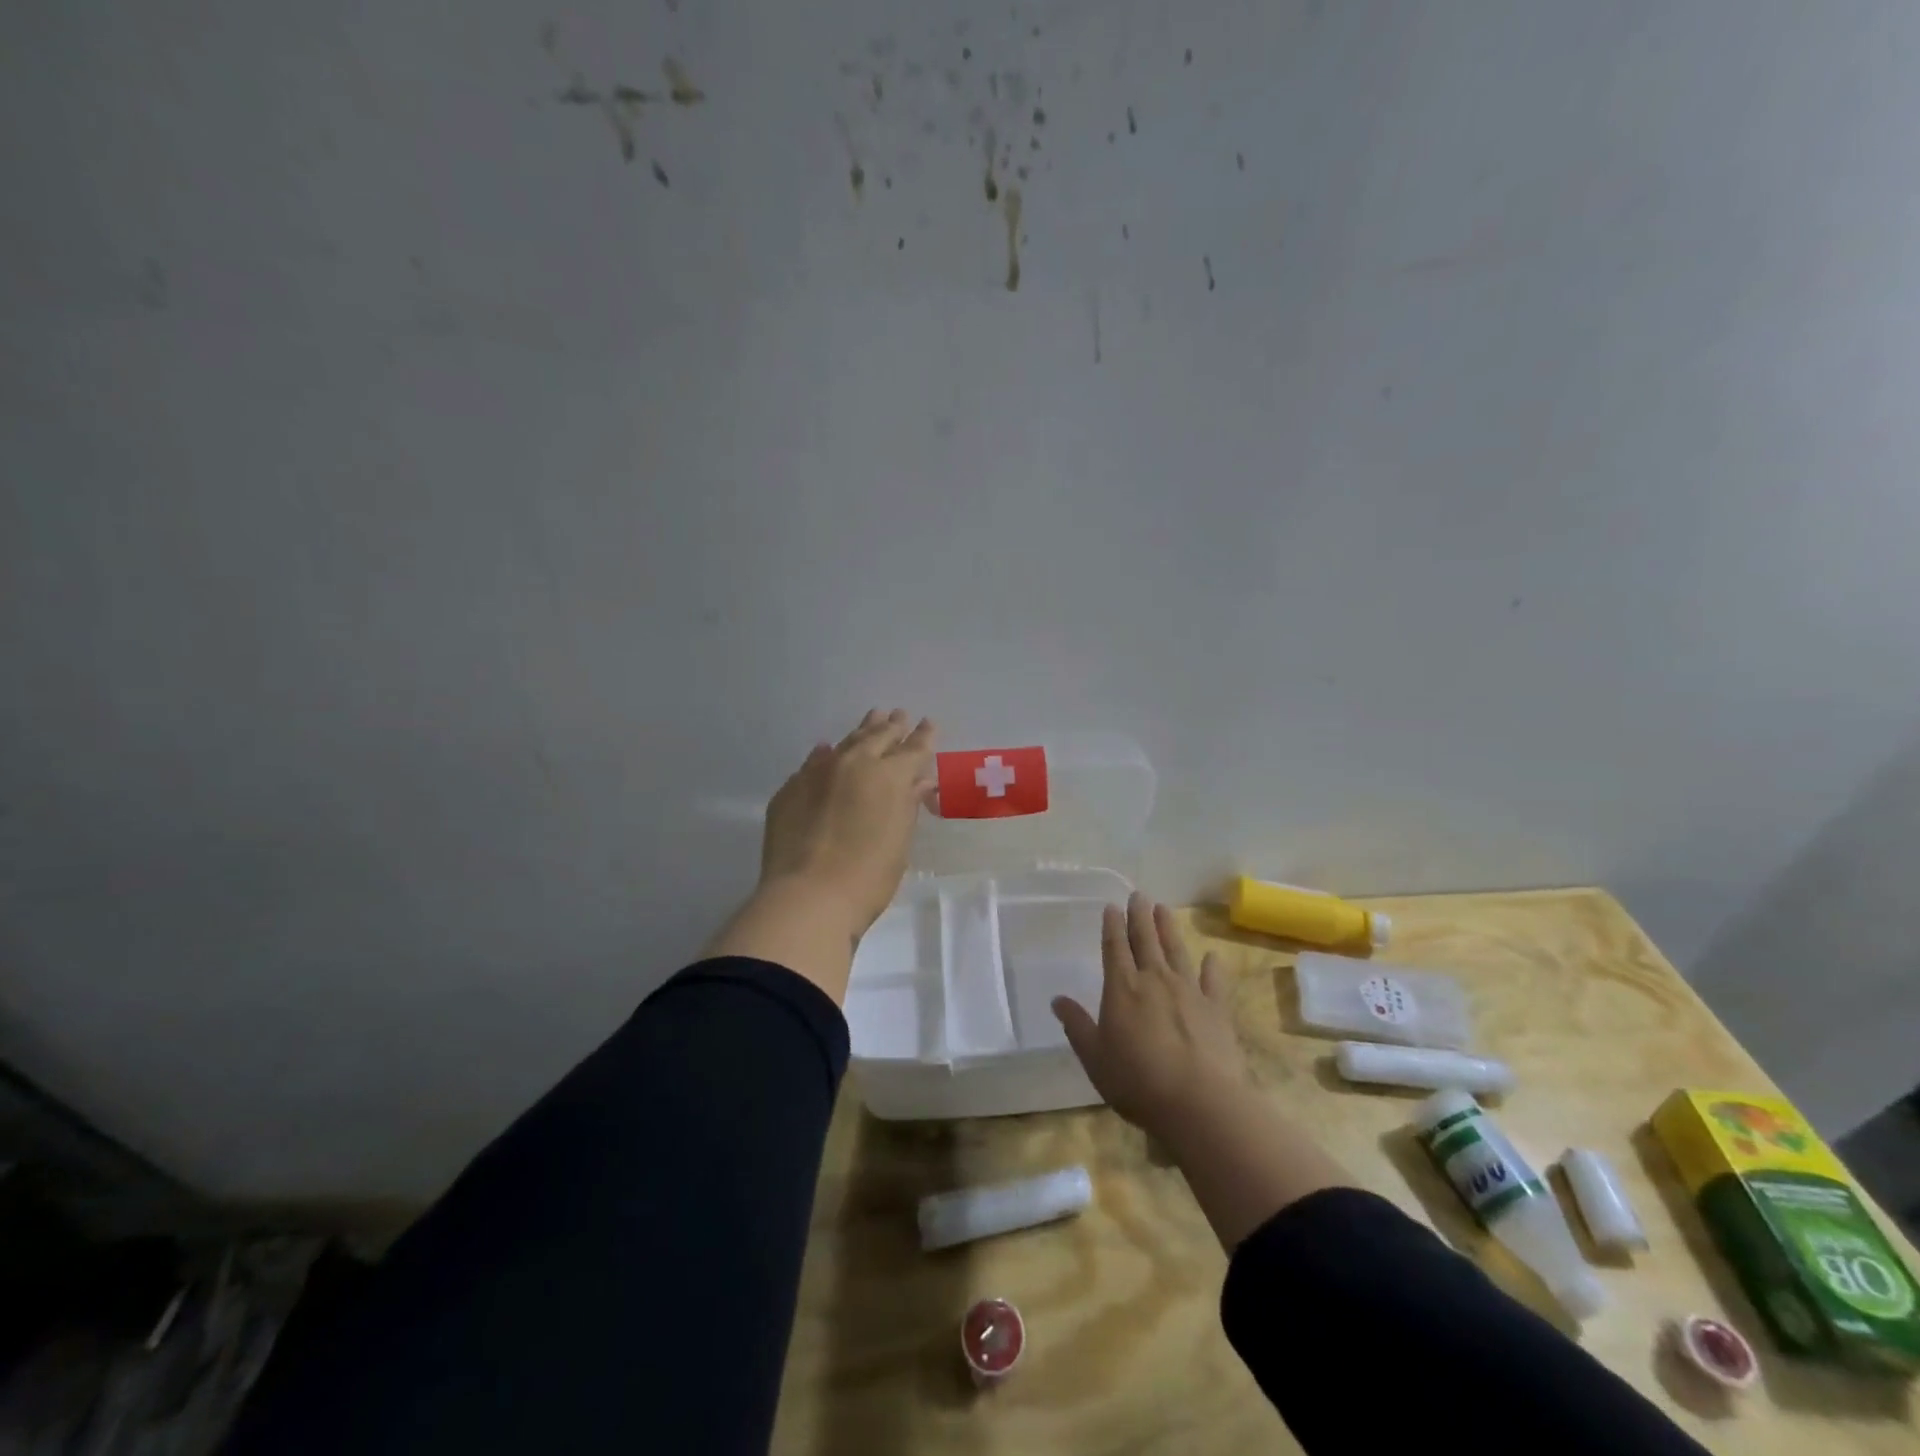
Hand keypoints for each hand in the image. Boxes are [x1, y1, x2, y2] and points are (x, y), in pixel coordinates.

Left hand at [759, 709, 936, 938]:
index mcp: (889, 776)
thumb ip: (908, 805)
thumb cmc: (868, 876)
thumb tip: (919, 781)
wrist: (808, 896)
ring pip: (846, 743)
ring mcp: (818, 773)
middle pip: (877, 737)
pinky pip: (813, 763)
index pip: (913, 750)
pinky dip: (825, 755)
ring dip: (862, 730)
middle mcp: (854, 764)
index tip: (928, 723)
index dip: (923, 737)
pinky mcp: (790, 789)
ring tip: (873, 717)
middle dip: (892, 726)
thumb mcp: (899, 841)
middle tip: (899, 714)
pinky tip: (826, 749)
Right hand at [1052, 894, 1248, 1140]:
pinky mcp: (1216, 1009)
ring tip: (1164, 908)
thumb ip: (1077, 1026)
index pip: (1114, 947)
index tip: (1111, 907)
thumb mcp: (1095, 1057)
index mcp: (1122, 988)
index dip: (1112, 925)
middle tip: (1139, 895)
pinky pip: (1213, 980)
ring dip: (1169, 929)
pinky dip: (1213, 966)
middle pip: (1145, 940)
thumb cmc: (1137, 1081)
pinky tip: (1213, 956)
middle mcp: (1155, 979)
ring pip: (1176, 950)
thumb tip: (1057, 999)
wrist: (1200, 1103)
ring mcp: (1189, 991)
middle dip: (1140, 916)